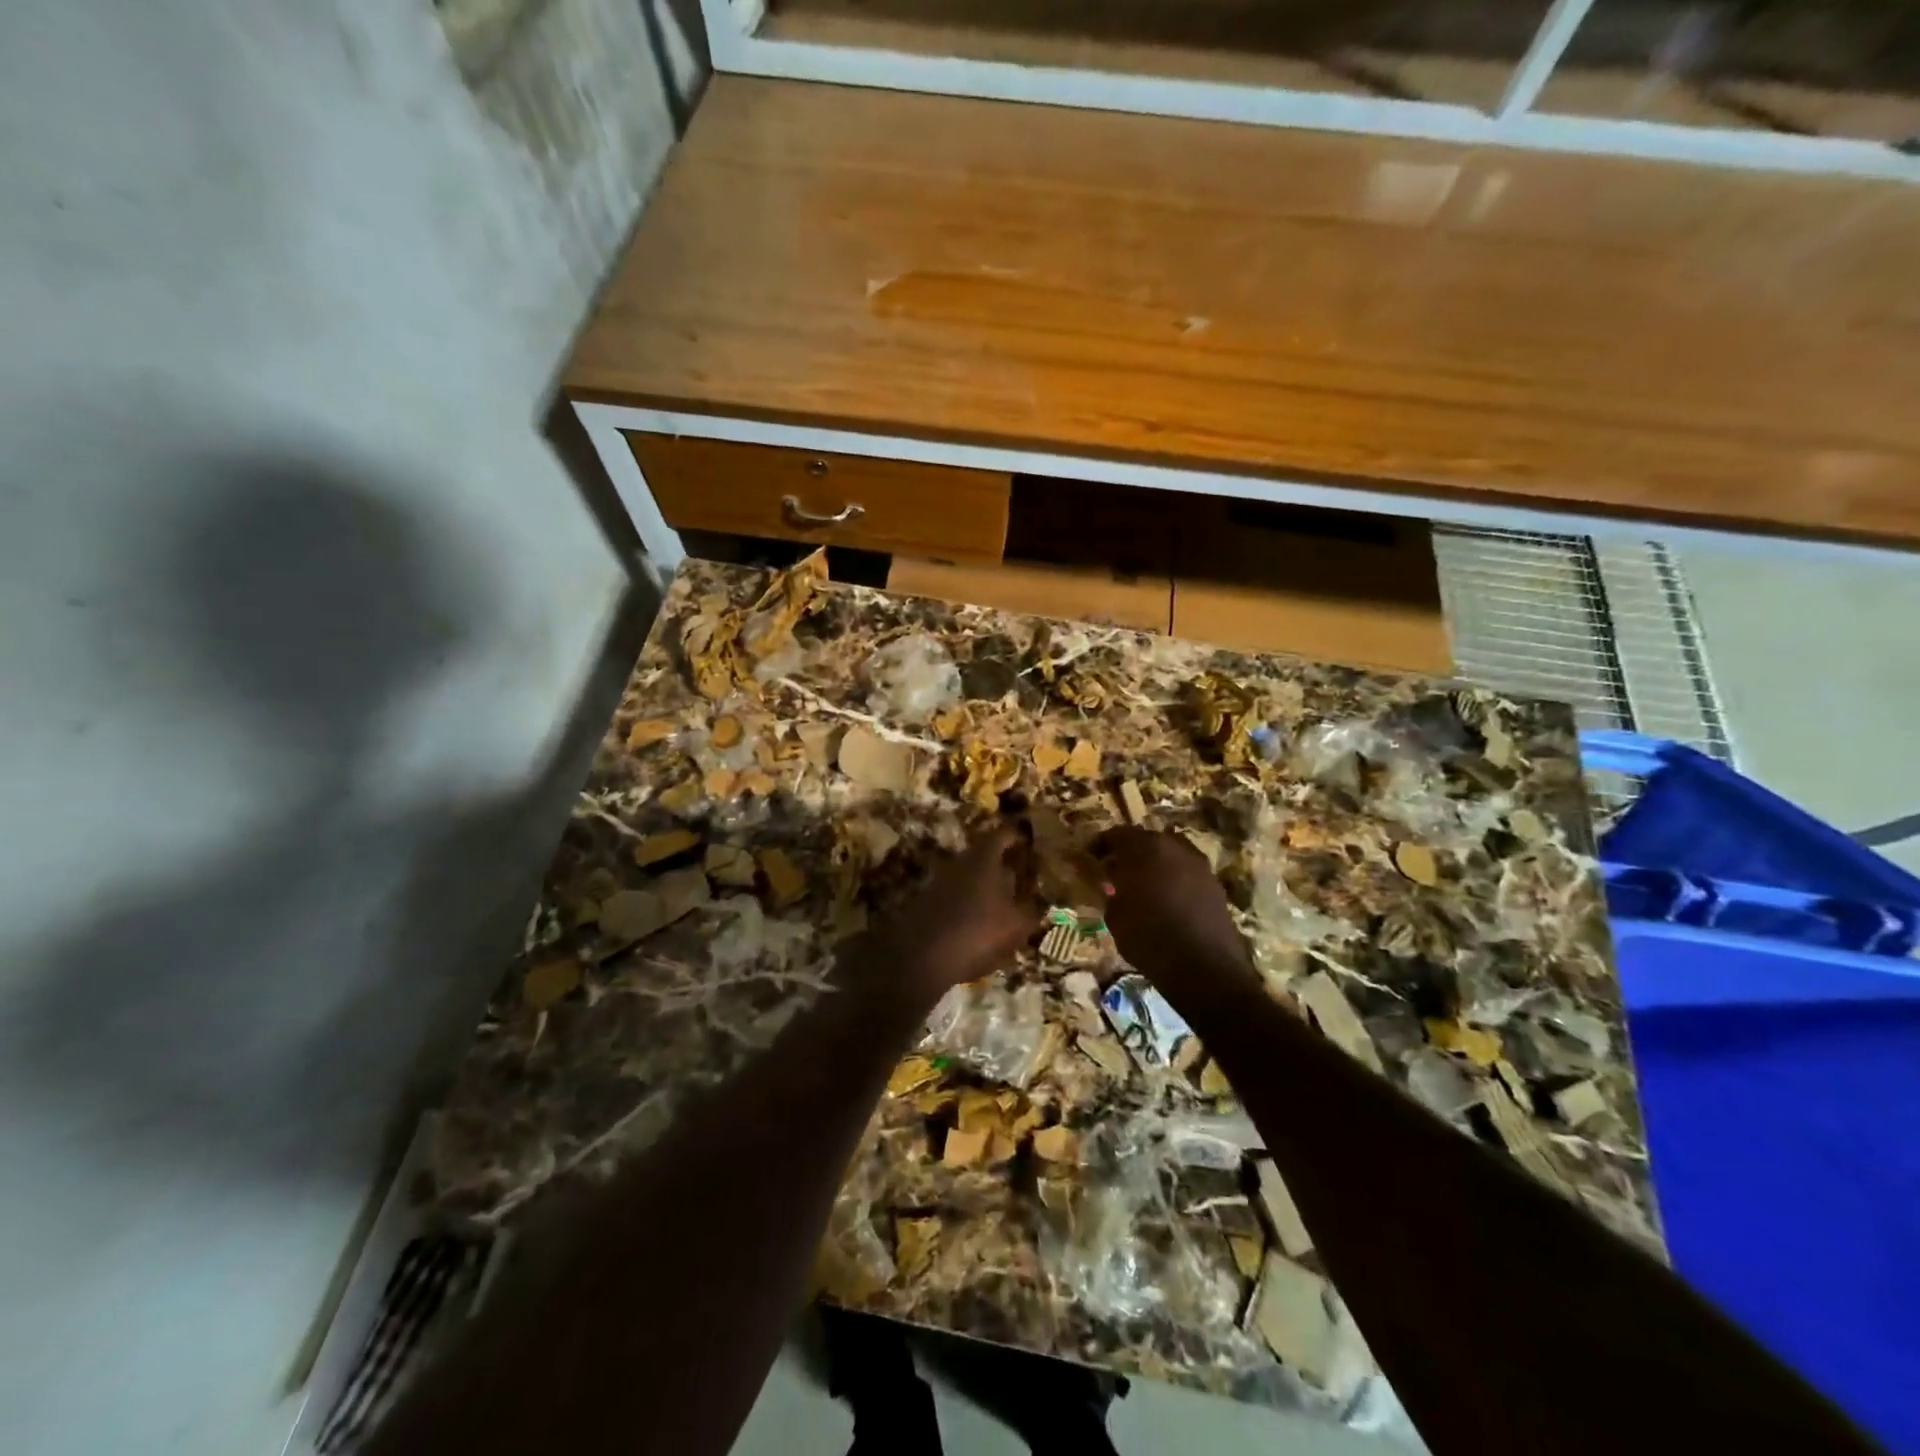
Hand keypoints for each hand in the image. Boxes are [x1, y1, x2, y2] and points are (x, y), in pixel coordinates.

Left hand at [847, 826, 1042, 1010]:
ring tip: (1003, 900)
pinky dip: (969, 901)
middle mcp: (959, 863)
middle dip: (1001, 862)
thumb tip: (1042, 903)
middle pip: (983, 854)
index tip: (1027, 838)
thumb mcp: (1015, 927)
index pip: (1002, 835)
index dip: (1016, 835)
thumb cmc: (975, 933)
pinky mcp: (926, 902)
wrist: (919, 959)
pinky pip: (955, 894)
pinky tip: (979, 921)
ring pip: (968, 875)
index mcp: (983, 860)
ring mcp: (939, 881)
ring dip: (984, 884)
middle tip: (1020, 872)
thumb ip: (1031, 912)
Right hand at [1096, 827, 1255, 992]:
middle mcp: (1174, 847)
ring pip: (1170, 854)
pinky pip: (1186, 872)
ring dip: (1154, 864)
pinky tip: (1166, 899)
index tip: (1090, 859)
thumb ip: (1110, 890)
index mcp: (1145, 848)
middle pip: (1146, 840)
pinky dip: (1173, 878)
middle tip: (1115, 871)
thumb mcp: (1114, 915)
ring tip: (1142, 885)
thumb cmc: (1148, 937)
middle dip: (1129, 852)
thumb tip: (1112, 884)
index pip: (1117, 834)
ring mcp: (1198, 864)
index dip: (1101, 845)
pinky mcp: (1215, 884)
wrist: (1203, 967)